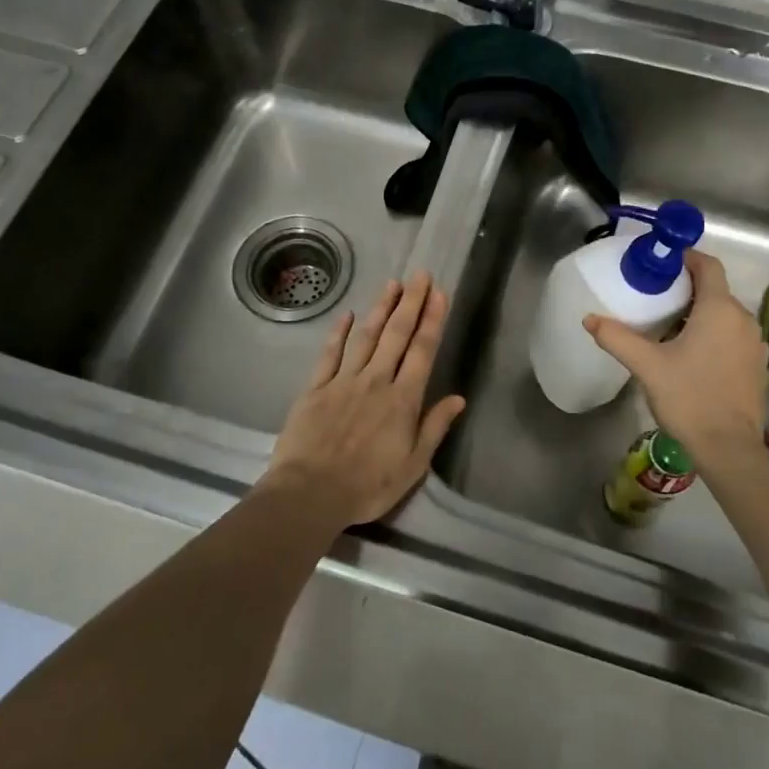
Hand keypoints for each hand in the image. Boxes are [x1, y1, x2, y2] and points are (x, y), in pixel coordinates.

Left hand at [265, 270, 466, 528]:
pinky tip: (347, 315)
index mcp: (403, 400)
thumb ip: (434, 427)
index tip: (439, 294)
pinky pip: (329, 354)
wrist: (310, 493)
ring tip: (392, 283)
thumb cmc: (368, 485)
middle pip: (396, 334)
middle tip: (421, 275)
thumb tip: (458, 398)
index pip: (422, 351)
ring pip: (366, 336)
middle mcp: (376, 381)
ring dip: (380, 308)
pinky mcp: (315, 388)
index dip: (432, 320)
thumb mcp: (413, 465)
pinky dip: (339, 332)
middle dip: (411, 302)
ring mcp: (343, 381)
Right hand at [583, 250, 768, 470]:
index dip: (686, 259)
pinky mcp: (757, 366)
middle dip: (688, 289)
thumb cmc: (689, 397)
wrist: (729, 447)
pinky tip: (693, 355)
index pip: (708, 266)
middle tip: (656, 298)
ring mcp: (755, 344)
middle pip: (716, 291)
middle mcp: (743, 319)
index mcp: (719, 310)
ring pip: (726, 315)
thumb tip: (590, 318)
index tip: (662, 264)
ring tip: (670, 328)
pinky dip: (714, 335)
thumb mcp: (647, 366)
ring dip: (701, 314)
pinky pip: (734, 337)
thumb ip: (617, 338)